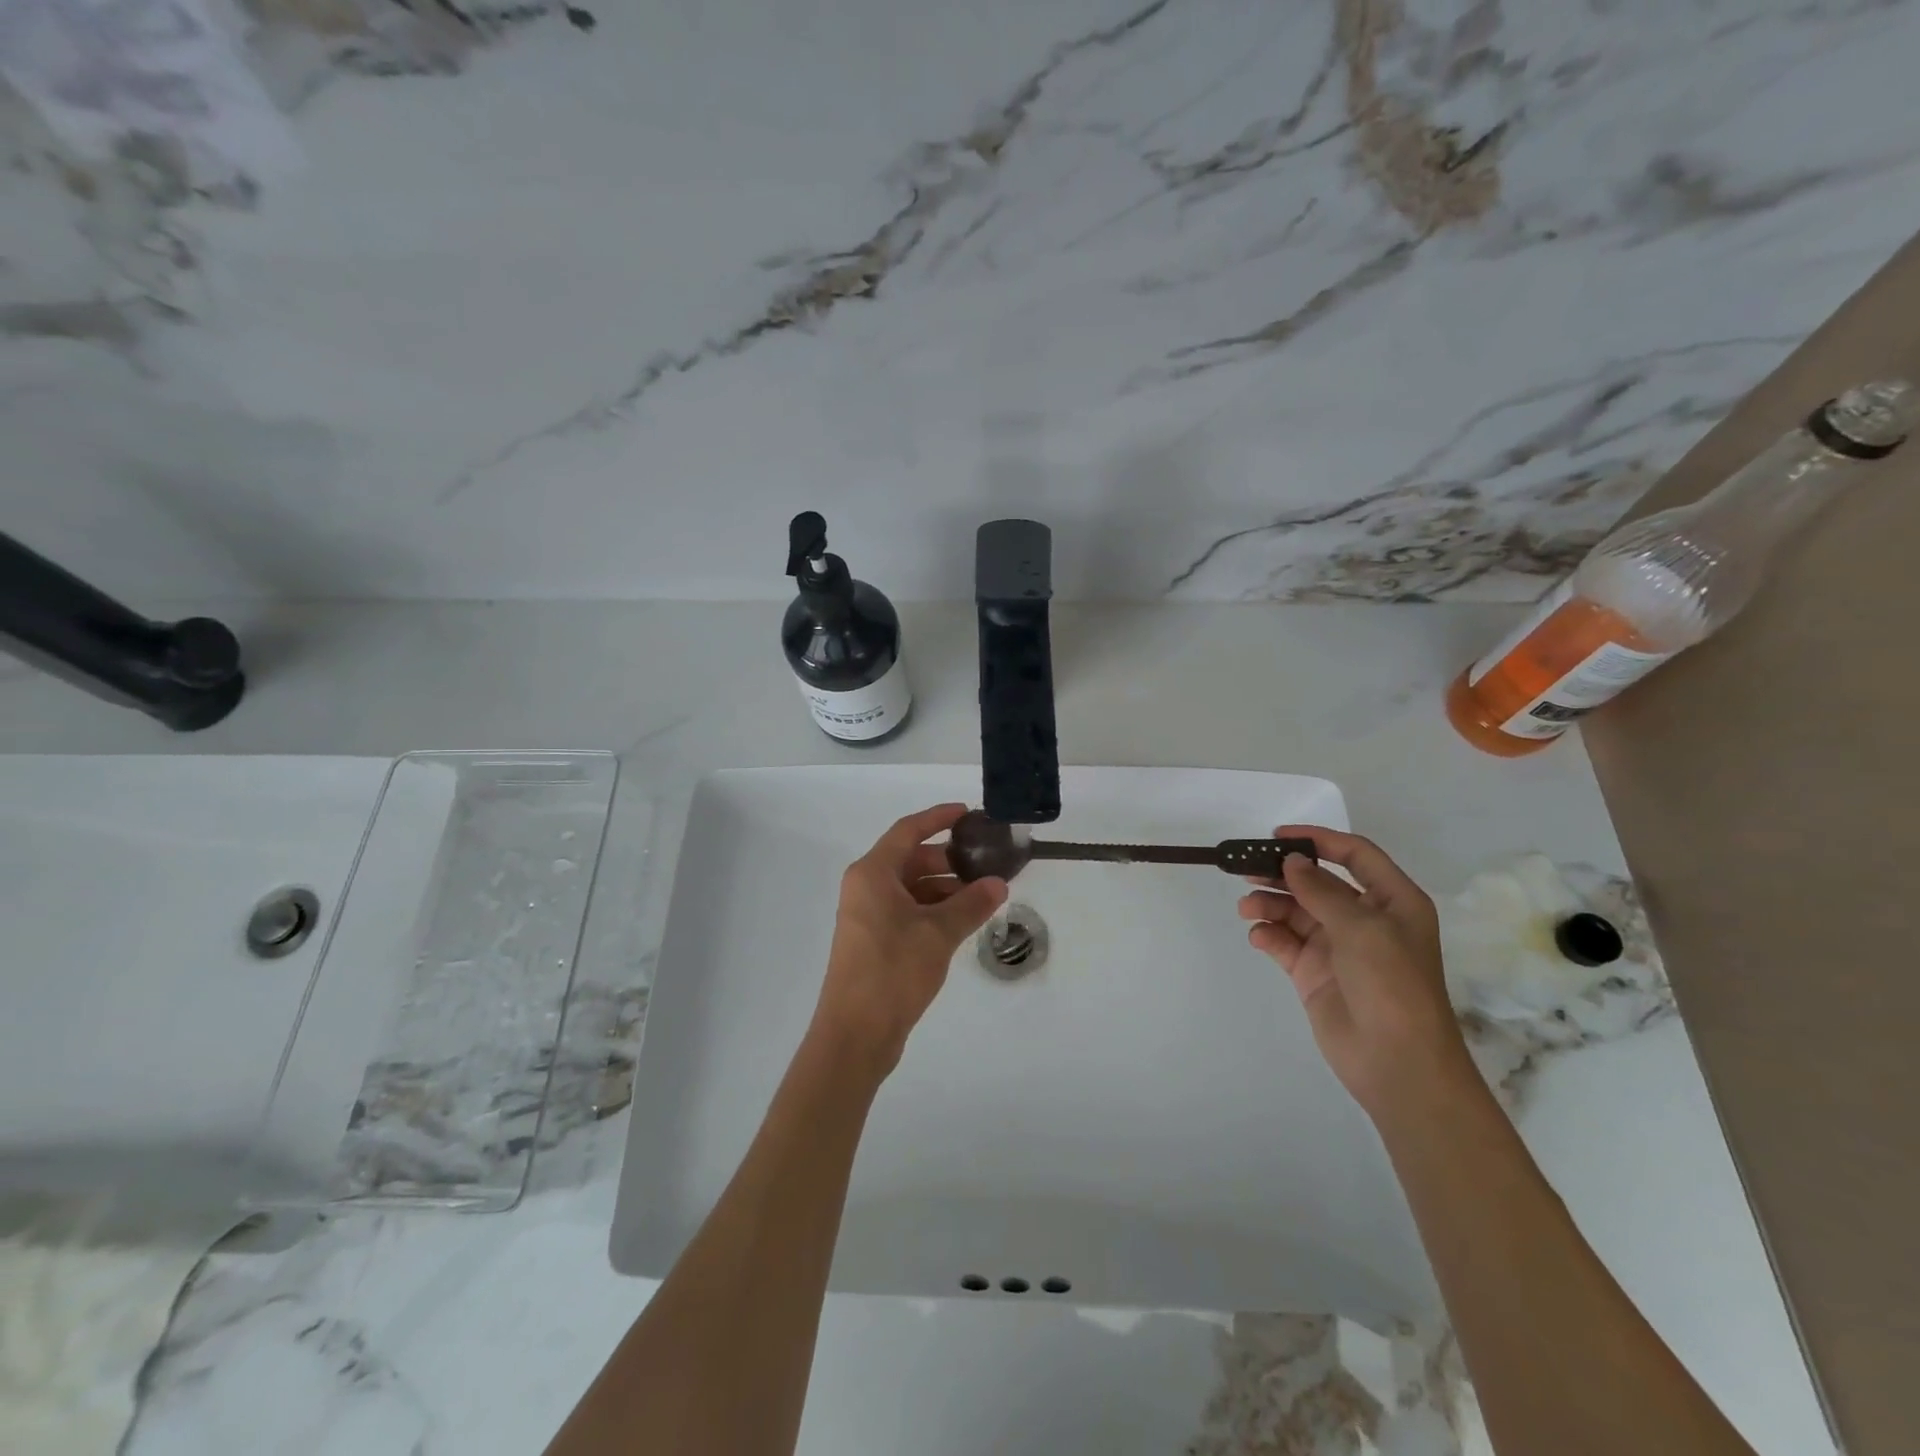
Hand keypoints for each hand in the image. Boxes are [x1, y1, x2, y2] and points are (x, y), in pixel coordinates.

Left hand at [811, 803, 1007, 1080]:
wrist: (855, 1033)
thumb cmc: (893, 971)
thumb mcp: (938, 933)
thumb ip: (971, 904)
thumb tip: (999, 883)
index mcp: (872, 873)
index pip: (908, 831)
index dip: (938, 818)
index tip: (969, 814)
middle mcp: (866, 887)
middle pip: (911, 859)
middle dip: (949, 860)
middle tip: (986, 864)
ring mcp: (868, 915)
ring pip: (912, 887)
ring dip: (945, 888)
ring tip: (983, 896)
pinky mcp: (875, 940)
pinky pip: (908, 911)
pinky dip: (934, 910)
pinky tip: (963, 921)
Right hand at [1238, 826, 1471, 1121]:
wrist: (1397, 1062)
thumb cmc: (1391, 984)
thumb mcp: (1362, 928)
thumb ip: (1322, 890)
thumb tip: (1291, 860)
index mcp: (1393, 901)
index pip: (1354, 855)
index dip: (1318, 840)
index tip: (1277, 836)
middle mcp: (1364, 919)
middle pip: (1316, 881)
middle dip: (1282, 873)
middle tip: (1245, 870)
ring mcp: (1337, 946)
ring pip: (1295, 910)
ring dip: (1269, 904)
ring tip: (1247, 908)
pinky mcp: (1313, 972)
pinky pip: (1284, 941)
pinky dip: (1268, 934)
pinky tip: (1258, 937)